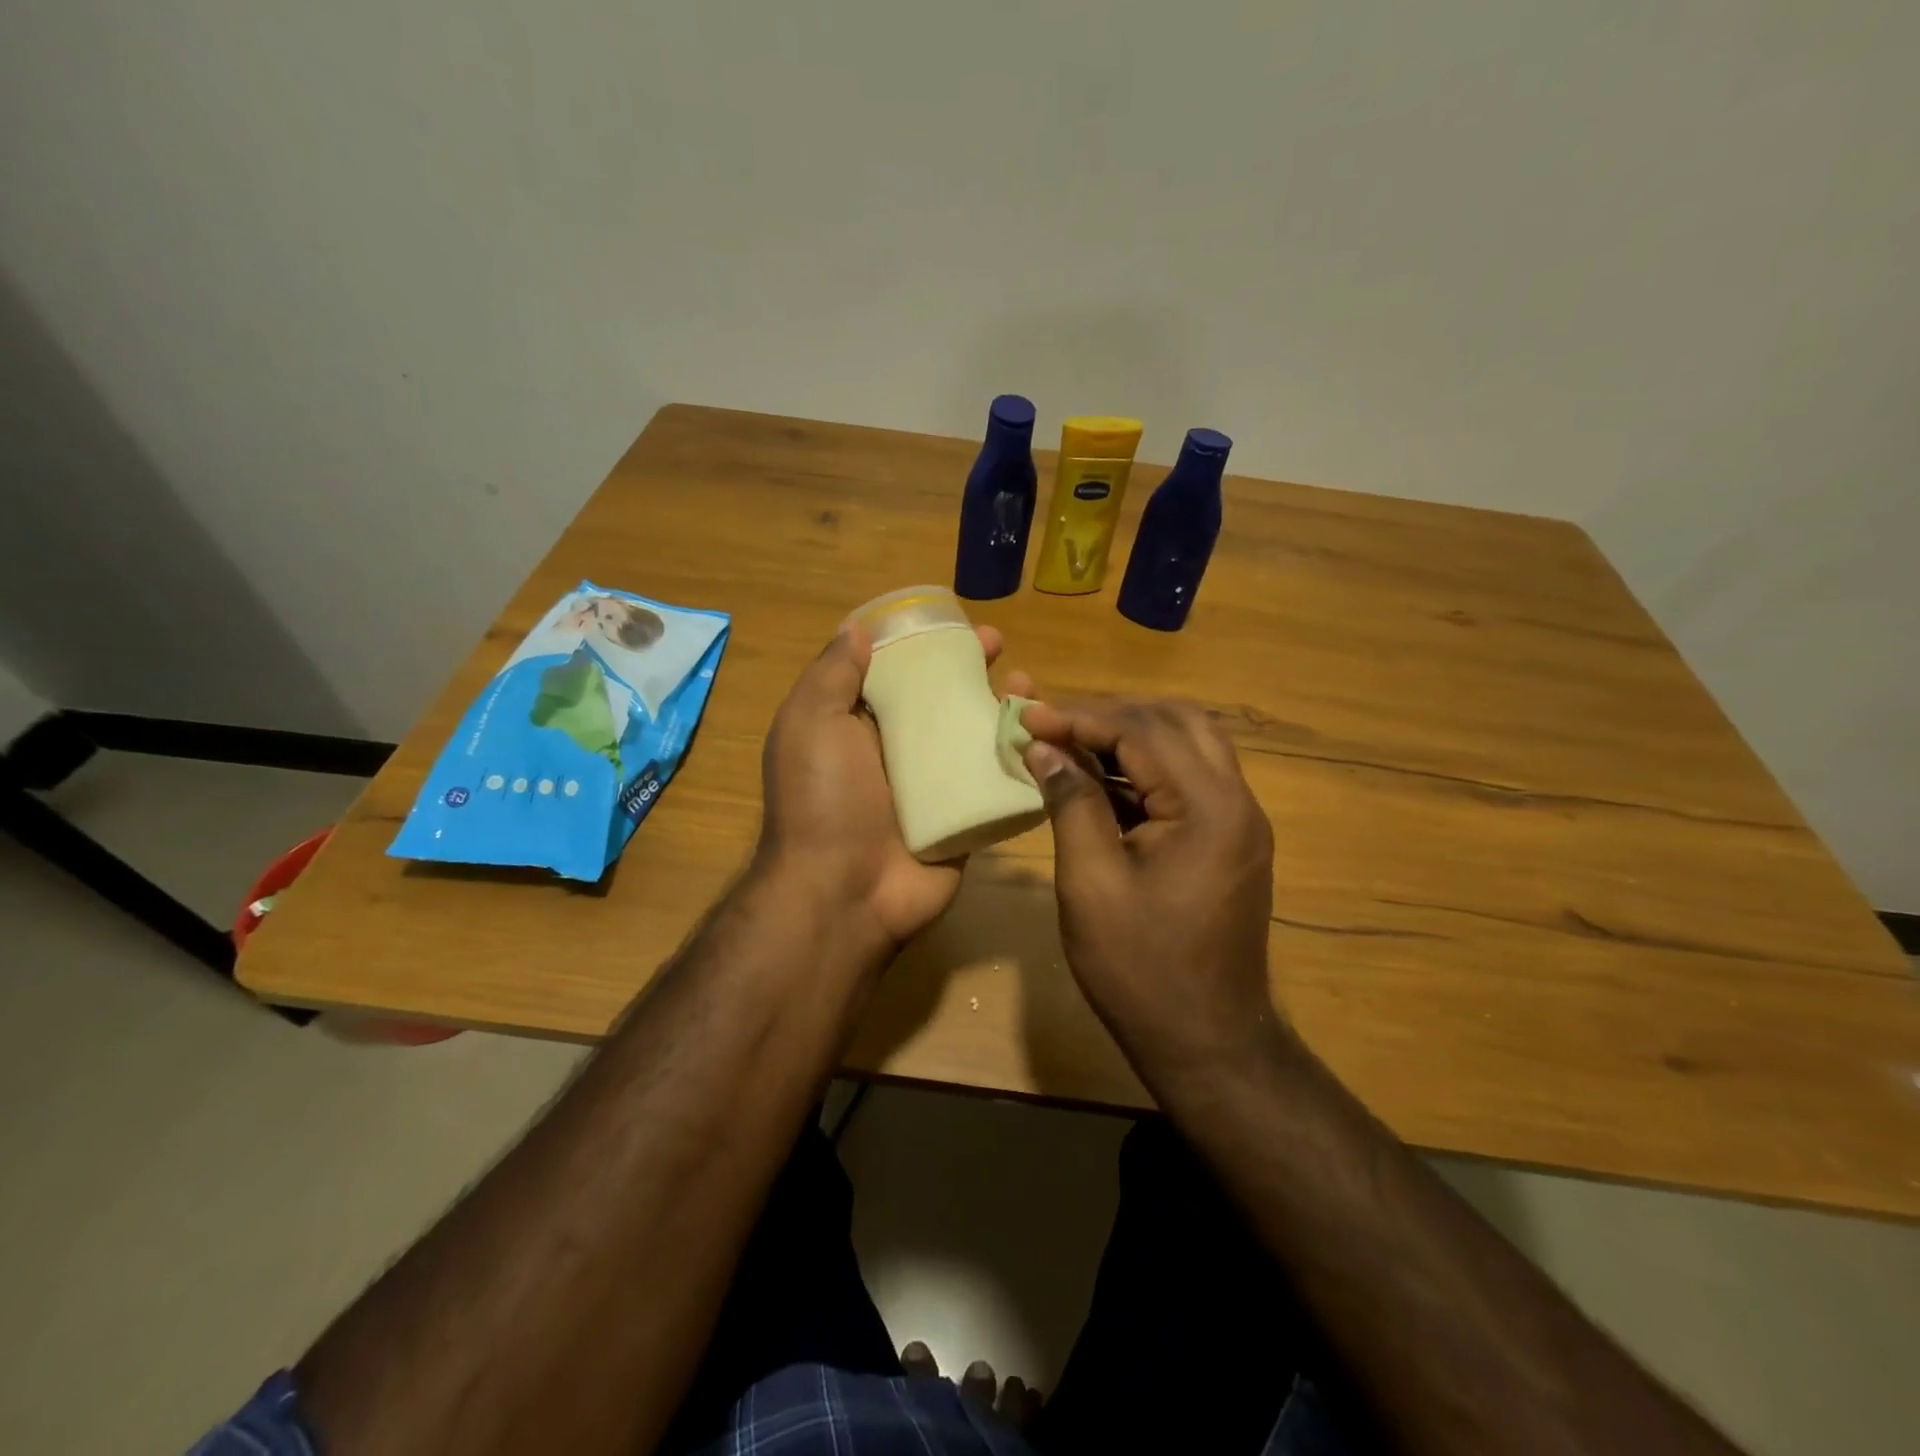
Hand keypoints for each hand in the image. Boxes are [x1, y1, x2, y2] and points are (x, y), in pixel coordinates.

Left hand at [756, 621, 1004, 950]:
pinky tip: (1048, 740)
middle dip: (973, 672)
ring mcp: (934, 789)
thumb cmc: (823, 800)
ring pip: (976, 739)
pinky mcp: (965, 820)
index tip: (958, 626)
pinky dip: (1023, 761)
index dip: (928, 646)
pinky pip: (997, 784)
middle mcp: (898, 754)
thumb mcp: (810, 724)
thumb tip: (857, 630)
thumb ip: (832, 675)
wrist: (844, 893)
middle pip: (944, 702)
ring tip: (1033, 689)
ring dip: (1004, 711)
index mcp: (860, 727)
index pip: (899, 674)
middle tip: (1003, 650)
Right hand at [1020, 697, 1280, 1079]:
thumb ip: (1070, 802)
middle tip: (1053, 724)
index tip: (1027, 715)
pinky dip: (1146, 767)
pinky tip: (1102, 779)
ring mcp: (1240, 820)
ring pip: (1189, 743)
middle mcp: (1237, 800)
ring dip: (1131, 734)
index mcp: (1208, 808)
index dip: (1080, 716)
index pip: (1142, 730)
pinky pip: (1190, 778)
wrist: (1205, 1041)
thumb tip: (1043, 747)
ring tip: (1073, 743)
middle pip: (1176, 720)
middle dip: (1110, 714)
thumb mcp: (1091, 882)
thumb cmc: (1140, 967)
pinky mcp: (1231, 839)